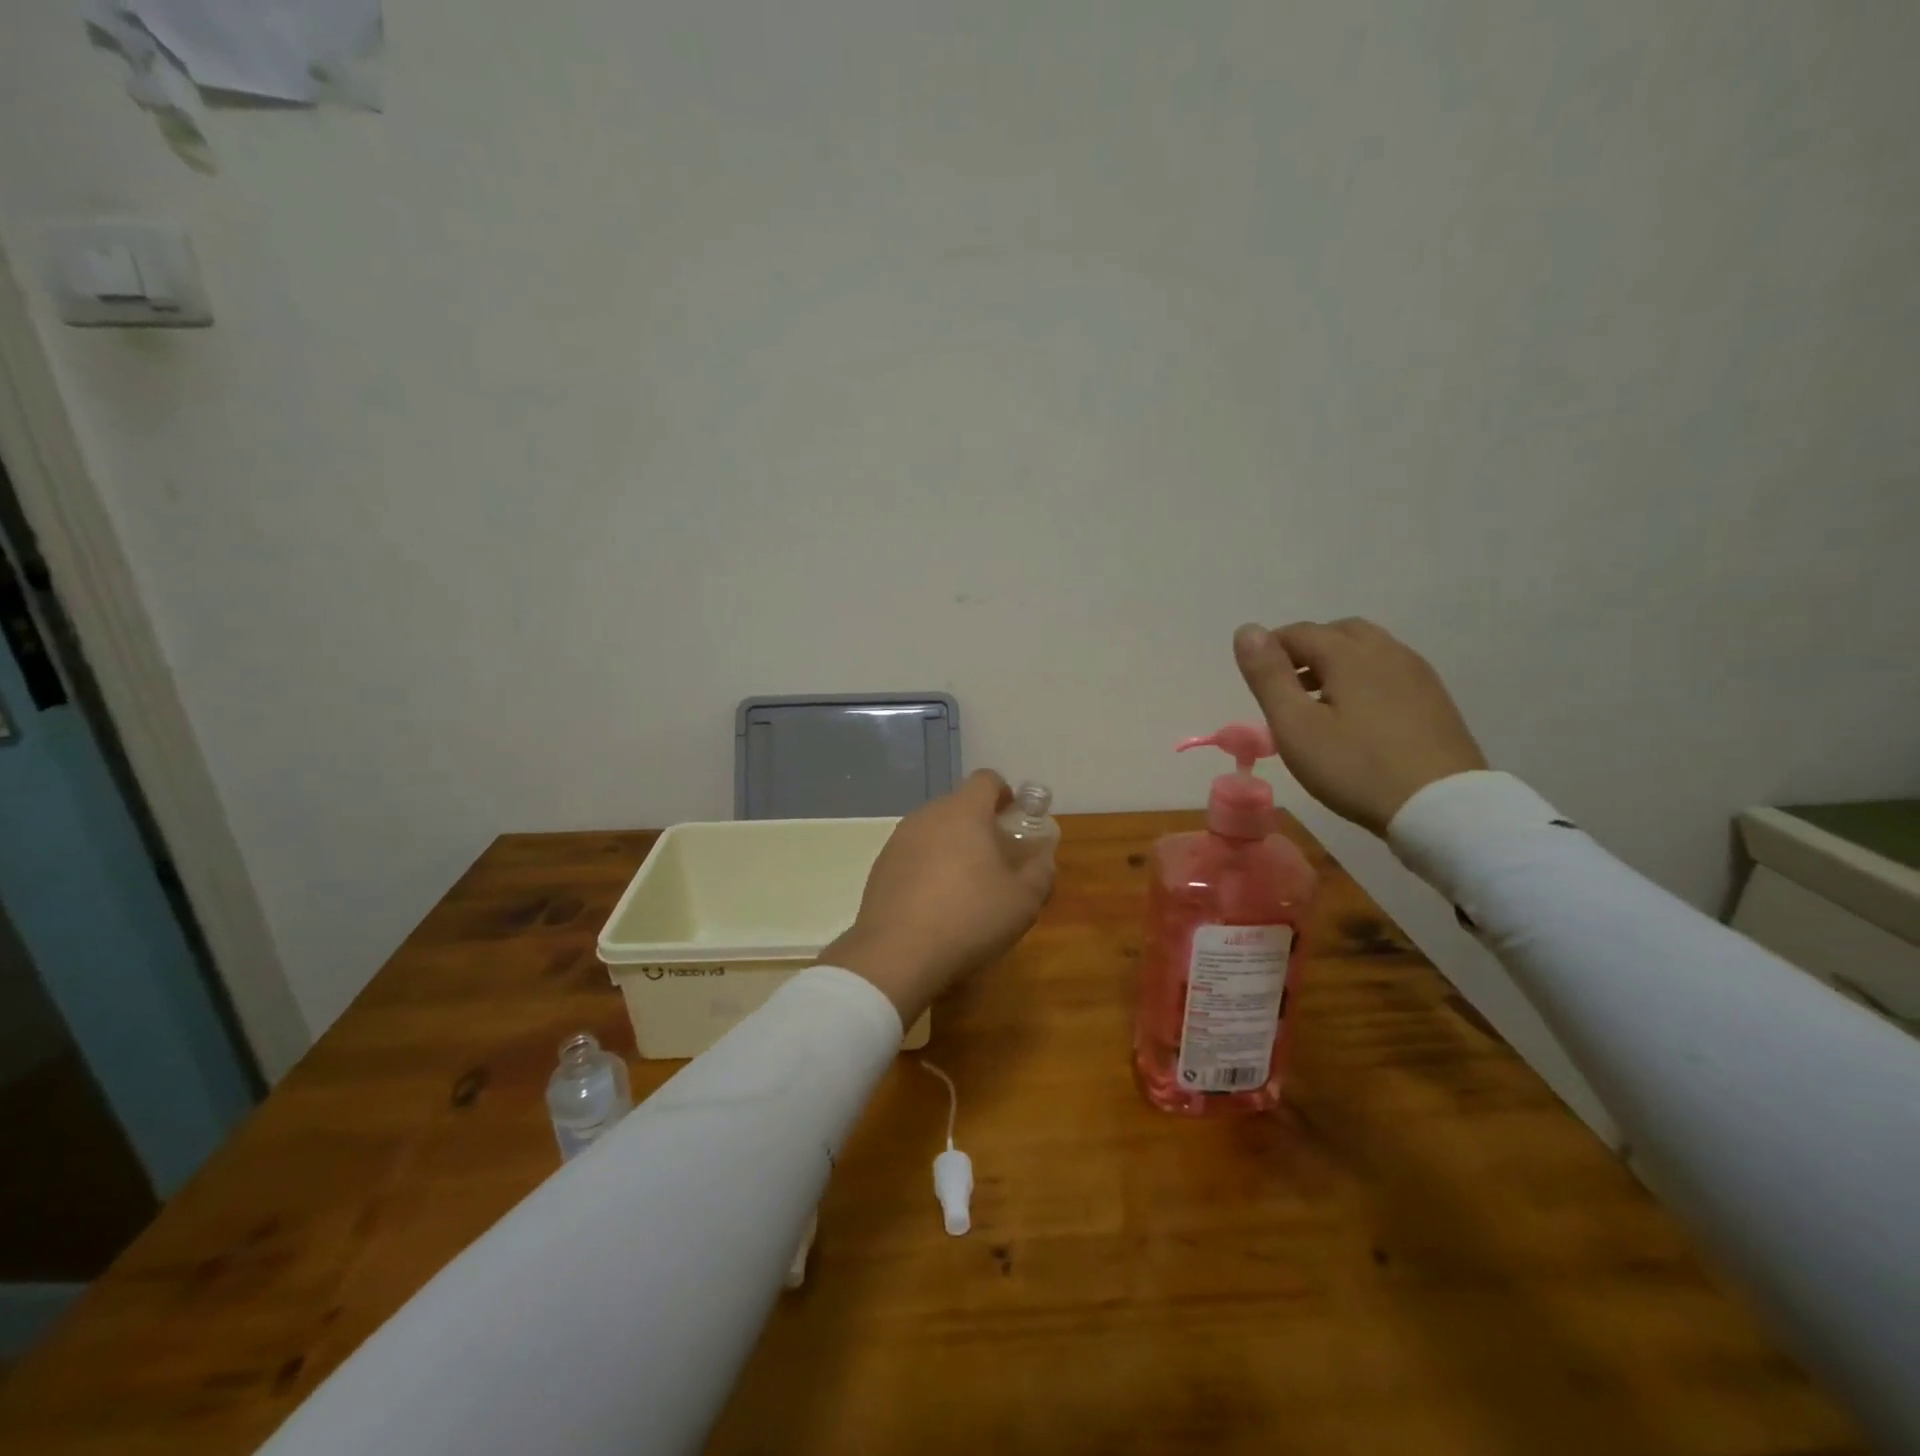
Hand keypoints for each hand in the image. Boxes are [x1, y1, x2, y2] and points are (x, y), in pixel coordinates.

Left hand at [823, 770, 1053, 1024]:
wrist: (896, 954)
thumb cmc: (969, 918)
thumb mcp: (1024, 901)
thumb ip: (1041, 871)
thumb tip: (1042, 857)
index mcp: (964, 812)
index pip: (986, 780)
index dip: (1004, 794)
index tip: (1014, 819)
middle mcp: (928, 815)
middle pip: (959, 805)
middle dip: (980, 824)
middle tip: (996, 859)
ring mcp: (899, 839)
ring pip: (934, 829)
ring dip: (952, 846)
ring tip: (965, 885)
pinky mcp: (881, 865)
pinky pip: (913, 853)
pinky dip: (928, 866)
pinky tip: (935, 903)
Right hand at [1233, 618, 1487, 835]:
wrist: (1442, 808)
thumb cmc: (1355, 767)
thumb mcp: (1295, 726)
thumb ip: (1268, 676)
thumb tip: (1246, 630)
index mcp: (1350, 654)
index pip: (1298, 633)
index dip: (1270, 649)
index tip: (1256, 681)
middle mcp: (1387, 651)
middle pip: (1338, 633)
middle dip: (1306, 650)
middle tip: (1286, 686)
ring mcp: (1417, 674)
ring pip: (1368, 650)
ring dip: (1336, 663)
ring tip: (1317, 702)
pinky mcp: (1435, 699)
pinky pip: (1390, 671)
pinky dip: (1363, 679)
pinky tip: (1357, 717)